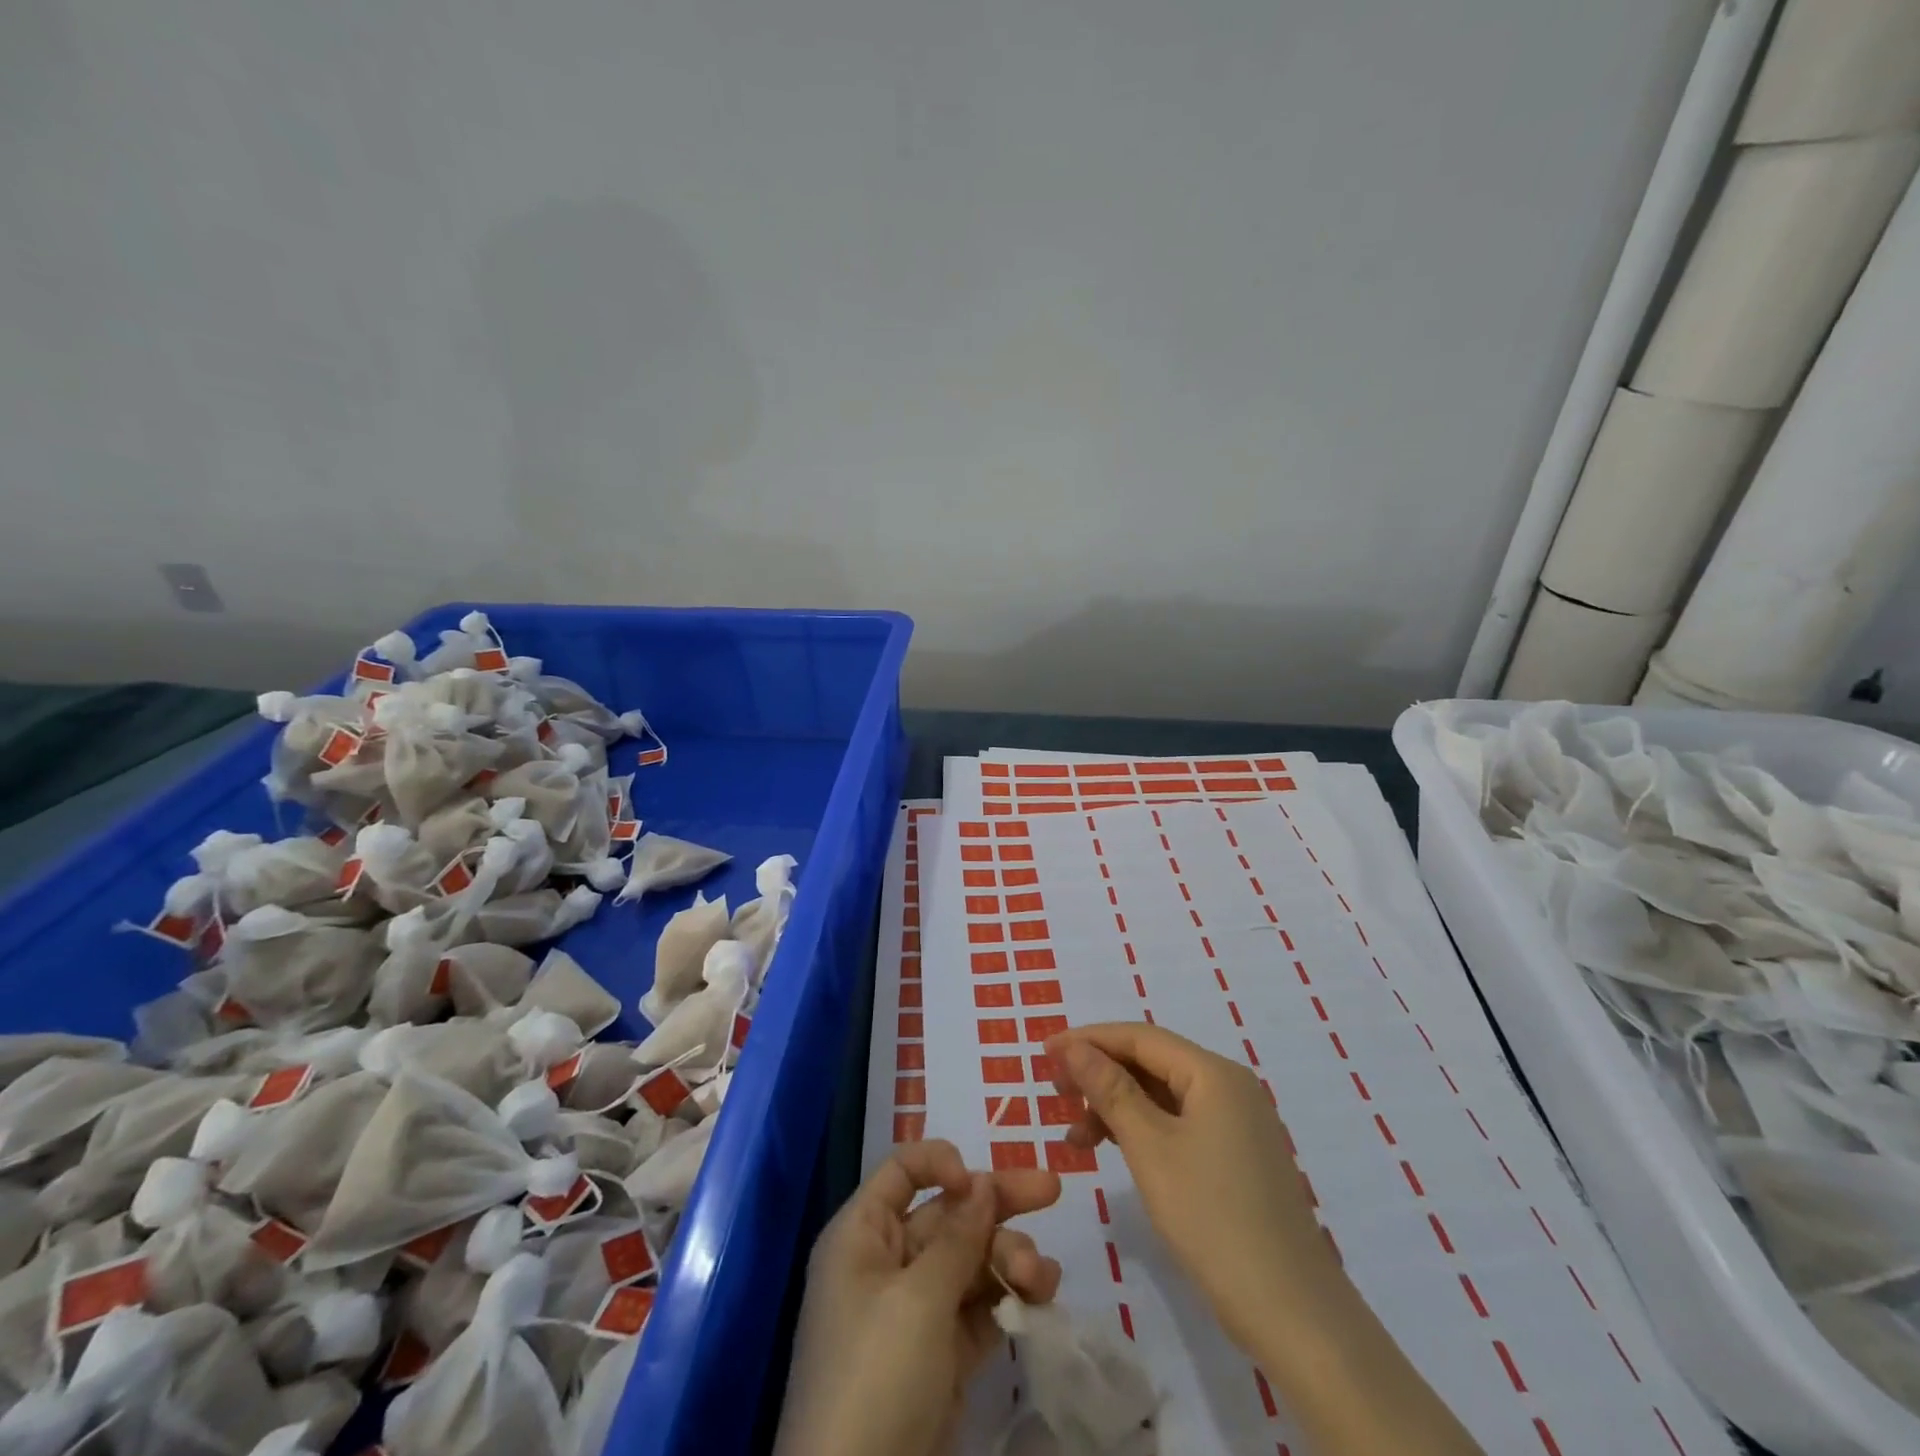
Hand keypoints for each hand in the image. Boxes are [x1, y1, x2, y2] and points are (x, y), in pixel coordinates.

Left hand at [774, 1140, 1062, 1455]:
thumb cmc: (876, 1376)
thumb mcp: (917, 1299)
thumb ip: (957, 1236)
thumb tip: (981, 1181)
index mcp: (863, 1236)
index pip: (903, 1172)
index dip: (941, 1163)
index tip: (978, 1182)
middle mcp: (888, 1264)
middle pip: (948, 1214)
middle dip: (998, 1204)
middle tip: (1052, 1190)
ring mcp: (916, 1312)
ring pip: (971, 1261)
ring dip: (1009, 1258)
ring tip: (1040, 1279)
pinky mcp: (941, 1358)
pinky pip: (980, 1309)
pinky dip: (1009, 1299)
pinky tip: (1042, 1295)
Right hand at [1044, 1022, 1326, 1351]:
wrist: (1293, 1313)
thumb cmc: (1213, 1219)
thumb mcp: (1150, 1148)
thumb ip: (1109, 1090)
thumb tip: (1073, 1047)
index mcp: (1214, 1073)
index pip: (1140, 1037)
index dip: (1088, 1040)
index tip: (1044, 1053)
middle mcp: (1229, 1086)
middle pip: (1152, 1061)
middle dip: (1100, 1072)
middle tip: (1055, 1092)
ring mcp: (1237, 1122)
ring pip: (1163, 1094)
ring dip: (1116, 1105)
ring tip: (1076, 1136)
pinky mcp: (1237, 1156)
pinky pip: (1179, 1122)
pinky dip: (1142, 1130)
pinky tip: (1114, 1149)